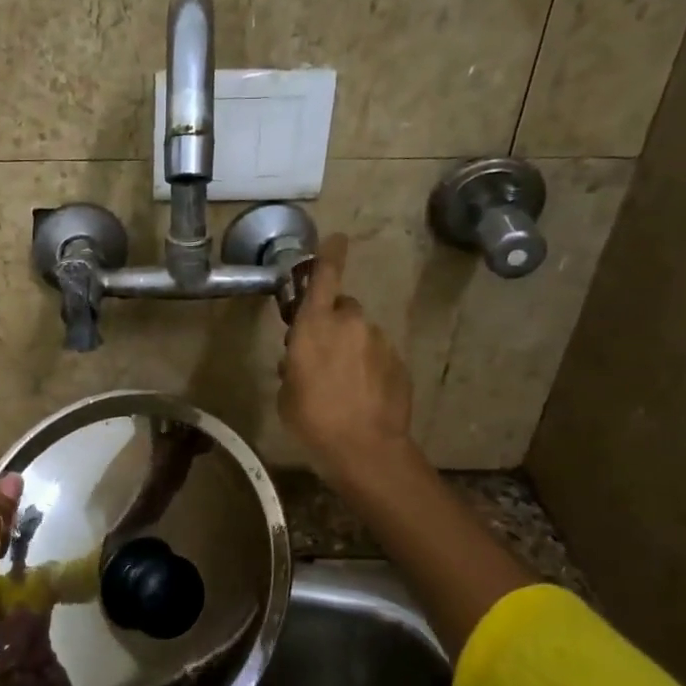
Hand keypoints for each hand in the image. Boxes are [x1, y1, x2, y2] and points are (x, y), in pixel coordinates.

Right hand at [279, 234, 413, 483]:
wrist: (365, 448)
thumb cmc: (312, 419)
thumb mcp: (286, 393)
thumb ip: (292, 367)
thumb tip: (296, 362)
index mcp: (315, 326)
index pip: (324, 278)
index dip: (329, 255)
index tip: (336, 237)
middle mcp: (350, 324)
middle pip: (343, 308)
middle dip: (333, 321)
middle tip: (322, 352)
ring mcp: (379, 342)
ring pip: (361, 334)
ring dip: (351, 347)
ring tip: (342, 383)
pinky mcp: (398, 363)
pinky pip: (377, 356)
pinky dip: (368, 367)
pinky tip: (361, 395)